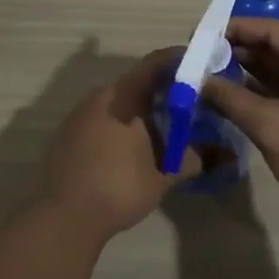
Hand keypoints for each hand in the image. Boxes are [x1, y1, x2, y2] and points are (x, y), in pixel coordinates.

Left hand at [38, 48, 199, 241]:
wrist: (62, 218)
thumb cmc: (117, 189)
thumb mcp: (162, 177)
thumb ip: (190, 159)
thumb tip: (215, 154)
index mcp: (124, 97)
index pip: (155, 63)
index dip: (178, 61)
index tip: (198, 65)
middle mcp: (100, 97)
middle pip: (136, 82)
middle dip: (162, 90)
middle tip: (186, 103)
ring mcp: (79, 115)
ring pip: (118, 101)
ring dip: (139, 109)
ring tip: (163, 127)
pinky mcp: (67, 134)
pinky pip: (101, 118)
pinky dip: (120, 123)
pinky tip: (131, 146)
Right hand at [201, 19, 278, 235]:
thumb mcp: (271, 128)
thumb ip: (232, 99)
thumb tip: (197, 79)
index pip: (273, 31)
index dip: (236, 29)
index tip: (201, 34)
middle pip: (274, 47)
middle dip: (236, 50)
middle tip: (197, 55)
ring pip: (276, 69)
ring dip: (244, 70)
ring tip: (204, 71)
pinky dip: (256, 90)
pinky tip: (226, 93)